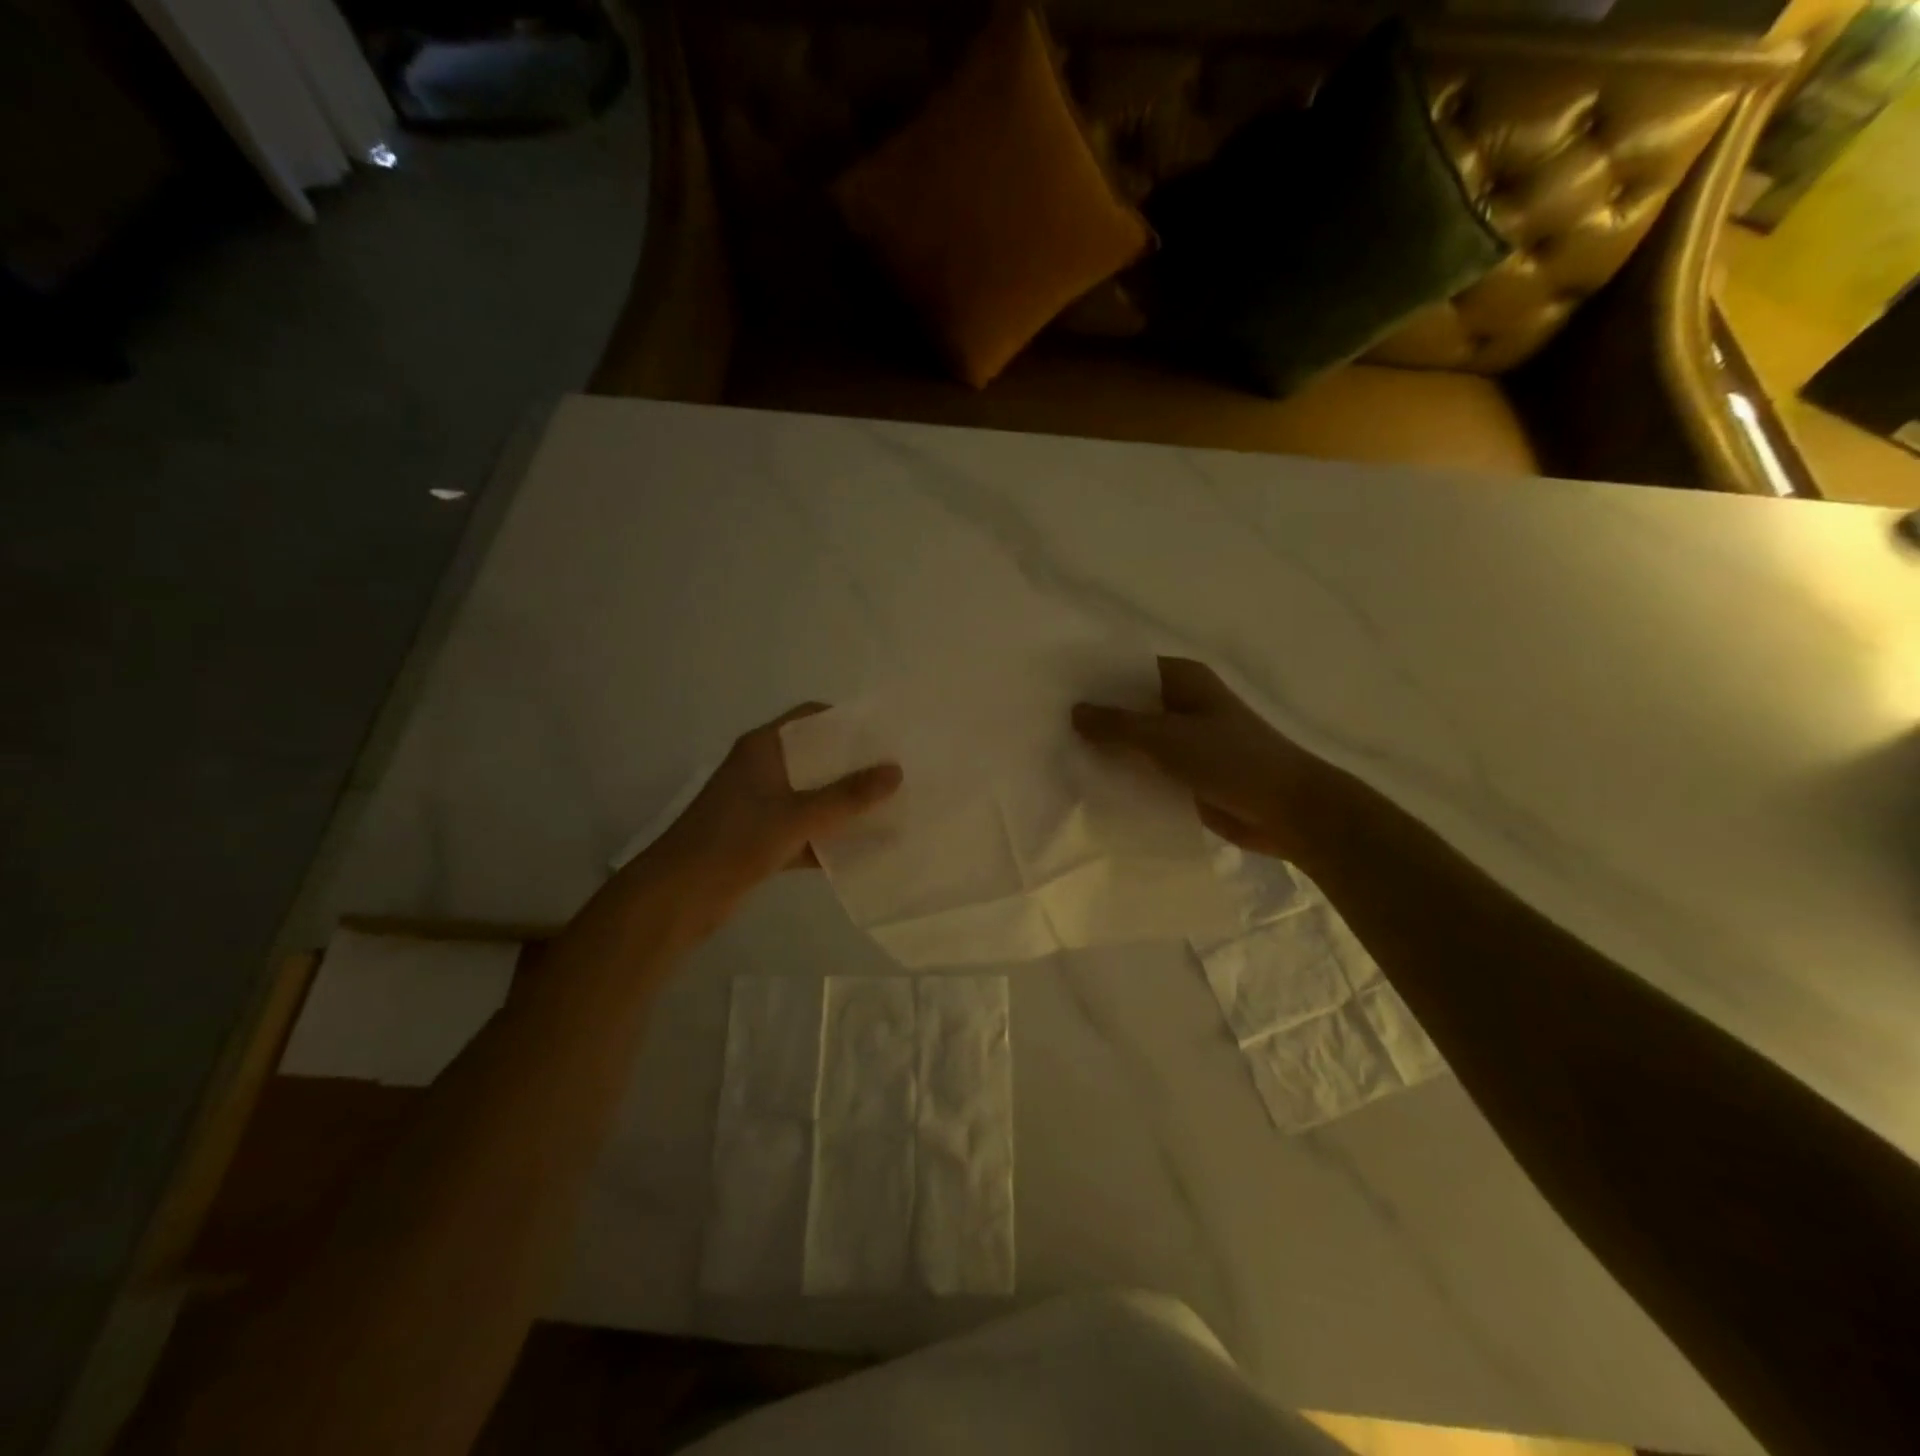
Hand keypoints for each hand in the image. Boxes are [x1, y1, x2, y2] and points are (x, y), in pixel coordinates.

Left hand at [642, 704, 900, 915]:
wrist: (678, 896)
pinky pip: (805, 830)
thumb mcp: (797, 816)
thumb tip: (896, 772)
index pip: (810, 717)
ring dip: (844, 804)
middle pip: (816, 758)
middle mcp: (762, 770)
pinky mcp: (761, 839)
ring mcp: (761, 806)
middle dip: (854, 766)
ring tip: (890, 807)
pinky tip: (864, 848)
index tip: (884, 734)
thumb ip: (847, 796)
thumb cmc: (735, 841)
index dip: (846, 721)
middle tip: (896, 772)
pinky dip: (829, 837)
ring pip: (812, 796)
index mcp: (764, 748)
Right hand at [1073, 657, 1335, 860]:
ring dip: (1108, 750)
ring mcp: (1187, 742)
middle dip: (1095, 718)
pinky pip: (1147, 769)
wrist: (1289, 811)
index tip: (1053, 691)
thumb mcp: (1167, 738)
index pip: (1128, 670)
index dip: (1094, 679)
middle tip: (1046, 728)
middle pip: (1130, 706)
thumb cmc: (1231, 760)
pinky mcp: (1188, 774)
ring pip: (1137, 741)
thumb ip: (1117, 725)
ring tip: (1058, 757)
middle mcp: (1184, 705)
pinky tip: (1090, 786)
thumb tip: (1074, 711)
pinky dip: (1125, 775)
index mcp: (1184, 680)